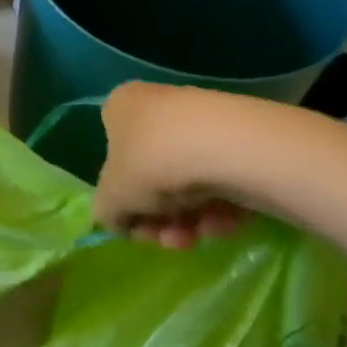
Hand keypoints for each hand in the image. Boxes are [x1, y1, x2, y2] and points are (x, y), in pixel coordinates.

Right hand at [93, 82, 249, 249]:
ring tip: (200, 235)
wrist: (231, 148)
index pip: (113, 156)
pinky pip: (220, 180)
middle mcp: (157, 107)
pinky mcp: (240, 140)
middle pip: (153, 176)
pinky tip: (225, 222)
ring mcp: (200, 122)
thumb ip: (106, 211)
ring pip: (187, 183)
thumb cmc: (153, 162)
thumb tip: (117, 219)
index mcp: (120, 107)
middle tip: (171, 240)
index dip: (123, 199)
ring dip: (189, 220)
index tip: (137, 225)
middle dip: (161, 218)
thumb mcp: (112, 196)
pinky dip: (220, 207)